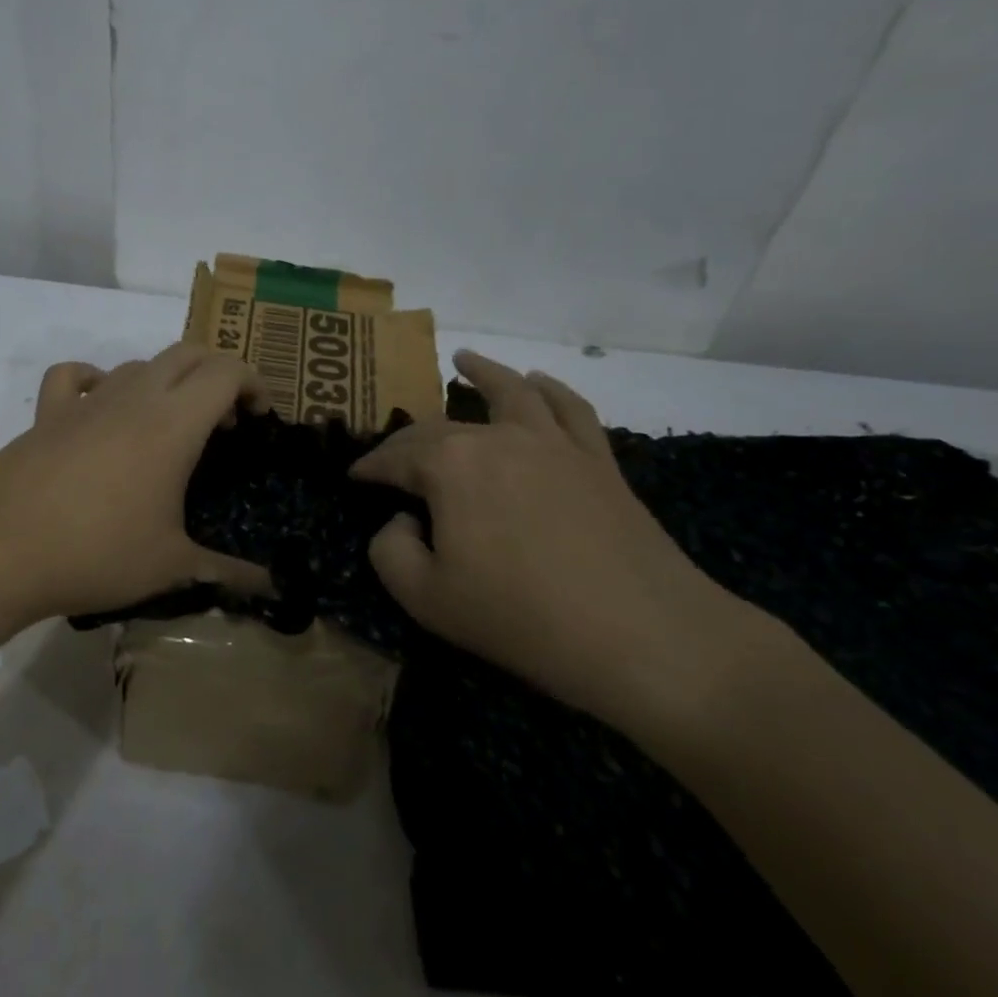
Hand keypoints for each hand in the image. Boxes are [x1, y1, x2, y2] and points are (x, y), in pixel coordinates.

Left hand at [0, 344, 271, 639]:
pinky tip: (101, 407)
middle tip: (226, 420)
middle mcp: (132, 396)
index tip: (261, 418)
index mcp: (172, 423)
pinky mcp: (46, 414)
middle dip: (217, 374)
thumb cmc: (94, 553)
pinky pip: (75, 376)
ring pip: (139, 363)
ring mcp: (86, 401)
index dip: (254, 384)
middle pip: (187, 353)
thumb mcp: (169, 567)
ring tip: (172, 424)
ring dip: (167, 381)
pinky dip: (98, 380)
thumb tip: (270, 588)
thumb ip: (226, 572)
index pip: (225, 371)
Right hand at [350, 350, 771, 732]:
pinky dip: (551, 389)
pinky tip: (539, 381)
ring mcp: (553, 443)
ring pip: (511, 391)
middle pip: (441, 425)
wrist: (643, 637)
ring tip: (464, 359)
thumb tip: (405, 519)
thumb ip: (390, 550)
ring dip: (484, 372)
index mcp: (450, 465)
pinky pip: (570, 409)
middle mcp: (498, 438)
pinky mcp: (598, 460)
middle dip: (409, 437)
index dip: (369, 467)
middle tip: (394, 455)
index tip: (354, 478)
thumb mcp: (425, 597)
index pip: (395, 456)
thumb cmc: (521, 618)